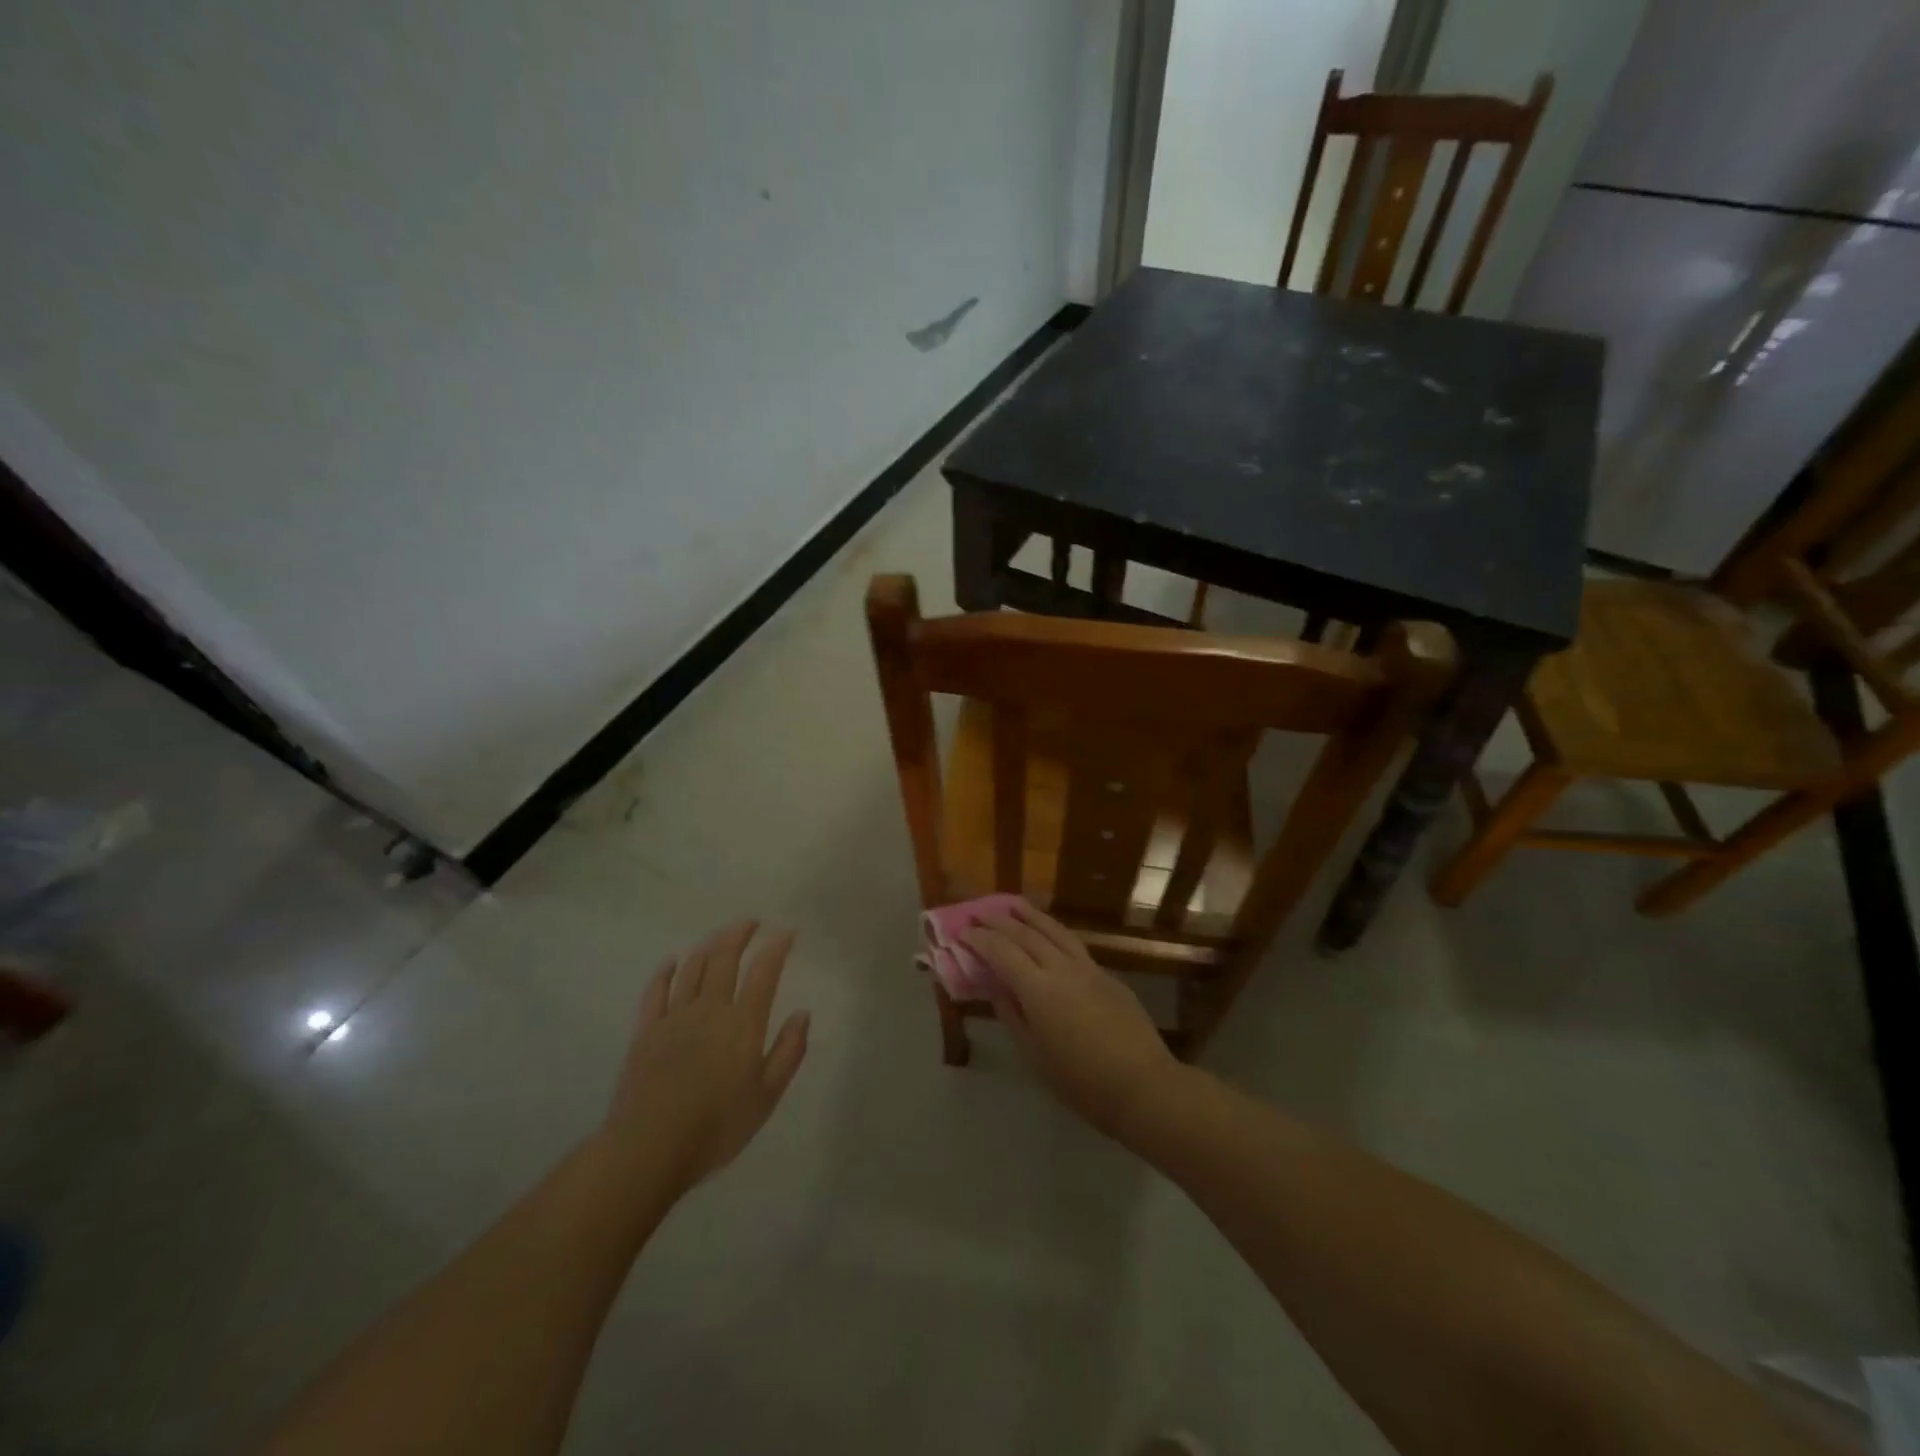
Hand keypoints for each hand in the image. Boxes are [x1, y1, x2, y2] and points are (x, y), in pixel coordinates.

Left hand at [602, 920, 809, 1195]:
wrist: (649, 1149)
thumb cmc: (716, 1127)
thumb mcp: (766, 1096)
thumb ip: (789, 1052)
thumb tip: (802, 1014)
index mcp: (743, 1023)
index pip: (764, 972)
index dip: (776, 947)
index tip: (786, 931)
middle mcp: (709, 1009)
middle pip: (724, 959)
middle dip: (739, 934)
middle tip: (751, 922)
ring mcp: (674, 1017)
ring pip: (692, 968)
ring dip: (708, 945)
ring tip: (720, 935)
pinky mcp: (645, 1032)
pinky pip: (655, 991)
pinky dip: (665, 972)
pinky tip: (672, 962)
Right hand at [962, 902, 1178, 1136]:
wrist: (1144, 1086)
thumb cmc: (1082, 1082)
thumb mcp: (1035, 1056)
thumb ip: (1012, 1015)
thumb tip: (995, 987)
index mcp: (1039, 990)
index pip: (1002, 952)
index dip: (979, 939)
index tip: (961, 932)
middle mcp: (1061, 968)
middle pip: (1025, 934)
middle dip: (998, 921)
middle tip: (978, 913)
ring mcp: (1088, 968)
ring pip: (1053, 930)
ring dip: (1028, 915)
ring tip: (1011, 904)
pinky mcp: (1107, 974)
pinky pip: (1072, 943)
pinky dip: (1052, 931)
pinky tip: (1047, 934)